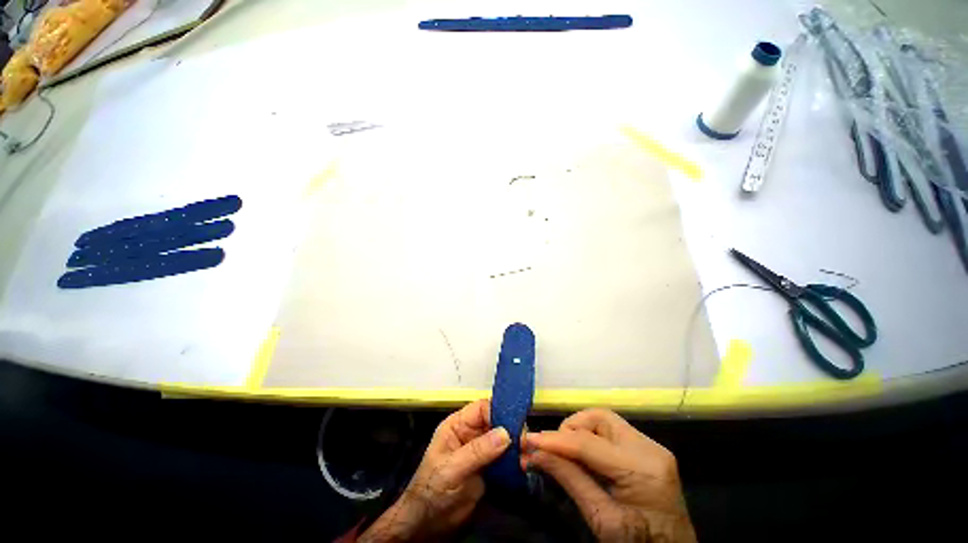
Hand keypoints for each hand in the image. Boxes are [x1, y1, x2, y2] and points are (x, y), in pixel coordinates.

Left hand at [359, 400, 510, 541]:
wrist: (430, 524)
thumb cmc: (433, 489)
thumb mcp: (452, 468)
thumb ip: (477, 450)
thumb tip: (505, 433)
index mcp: (457, 425)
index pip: (481, 408)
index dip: (497, 411)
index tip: (514, 423)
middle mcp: (470, 433)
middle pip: (494, 420)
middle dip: (510, 427)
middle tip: (525, 438)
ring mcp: (480, 449)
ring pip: (502, 437)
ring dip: (514, 443)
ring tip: (527, 450)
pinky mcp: (489, 466)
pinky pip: (504, 456)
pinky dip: (514, 457)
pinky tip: (523, 461)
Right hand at [522, 409, 695, 542]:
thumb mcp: (601, 520)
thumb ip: (569, 480)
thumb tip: (535, 454)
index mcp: (642, 469)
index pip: (588, 444)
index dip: (554, 440)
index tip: (528, 440)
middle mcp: (649, 448)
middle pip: (598, 418)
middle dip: (570, 430)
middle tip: (553, 450)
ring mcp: (651, 446)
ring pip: (603, 420)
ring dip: (580, 432)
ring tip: (565, 453)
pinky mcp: (647, 450)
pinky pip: (611, 432)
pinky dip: (591, 439)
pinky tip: (582, 456)